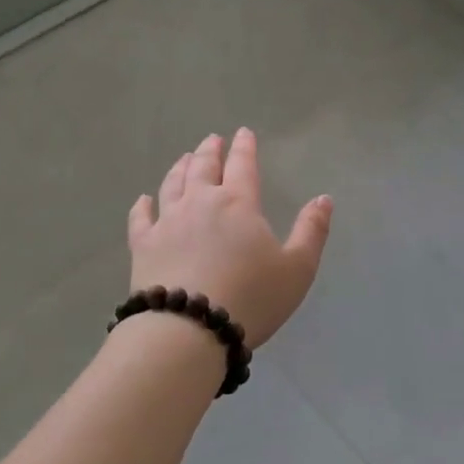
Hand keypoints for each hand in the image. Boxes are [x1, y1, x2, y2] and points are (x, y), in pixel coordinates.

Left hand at [128, 130, 332, 348]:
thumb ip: (311, 231)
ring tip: (184, 159)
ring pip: (172, 185)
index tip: (243, 133)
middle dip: (210, 151)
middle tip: (212, 140)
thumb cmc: (251, 299)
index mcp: (239, 204)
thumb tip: (323, 199)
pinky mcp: (143, 246)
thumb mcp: (297, 269)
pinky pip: (140, 217)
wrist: (189, 330)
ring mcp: (167, 222)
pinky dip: (143, 205)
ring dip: (180, 168)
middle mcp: (200, 203)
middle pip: (204, 168)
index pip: (243, 165)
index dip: (245, 147)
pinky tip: (144, 200)